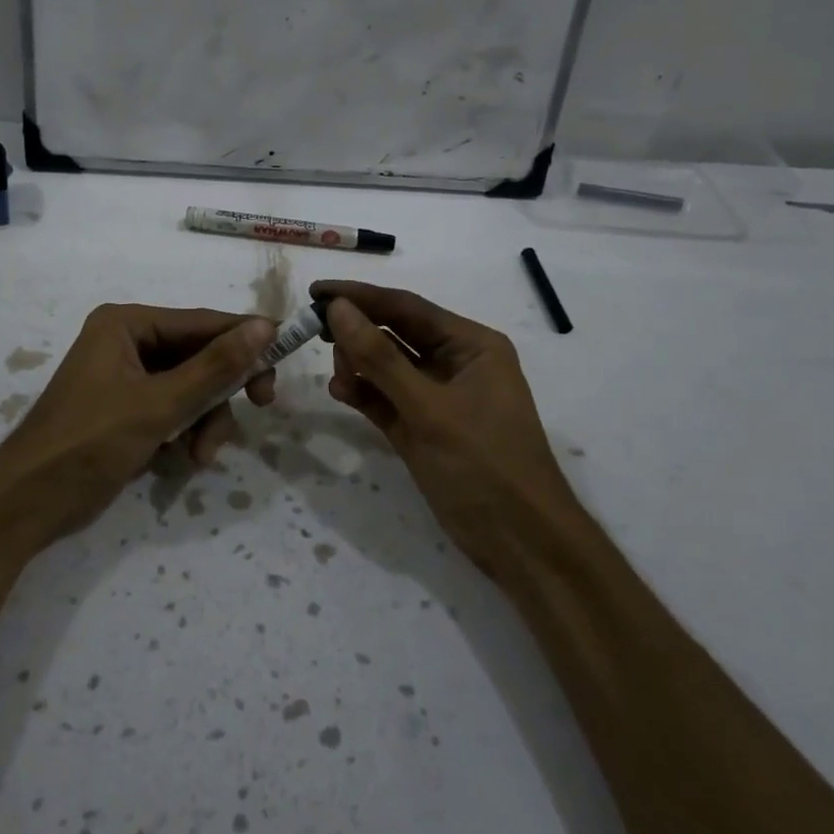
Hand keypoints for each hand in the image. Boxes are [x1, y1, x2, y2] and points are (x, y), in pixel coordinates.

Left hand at [0, 304, 276, 548]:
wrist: (28, 503)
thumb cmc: (89, 442)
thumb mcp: (159, 405)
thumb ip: (215, 367)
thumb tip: (265, 326)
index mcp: (127, 324)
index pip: (202, 322)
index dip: (246, 338)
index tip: (286, 355)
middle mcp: (127, 341)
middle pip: (199, 355)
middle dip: (221, 391)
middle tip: (260, 406)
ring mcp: (126, 377)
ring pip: (191, 387)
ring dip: (205, 420)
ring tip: (201, 455)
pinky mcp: (127, 409)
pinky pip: (174, 409)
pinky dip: (186, 431)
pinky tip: (185, 460)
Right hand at [313, 279, 574, 574]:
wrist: (520, 543)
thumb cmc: (483, 465)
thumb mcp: (429, 408)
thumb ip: (380, 358)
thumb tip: (338, 308)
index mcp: (471, 345)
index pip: (407, 307)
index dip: (360, 297)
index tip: (315, 290)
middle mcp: (454, 363)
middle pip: (395, 333)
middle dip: (357, 331)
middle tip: (313, 329)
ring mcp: (437, 397)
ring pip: (386, 366)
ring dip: (358, 364)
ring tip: (335, 373)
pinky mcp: (422, 427)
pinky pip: (385, 398)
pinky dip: (363, 393)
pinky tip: (340, 391)